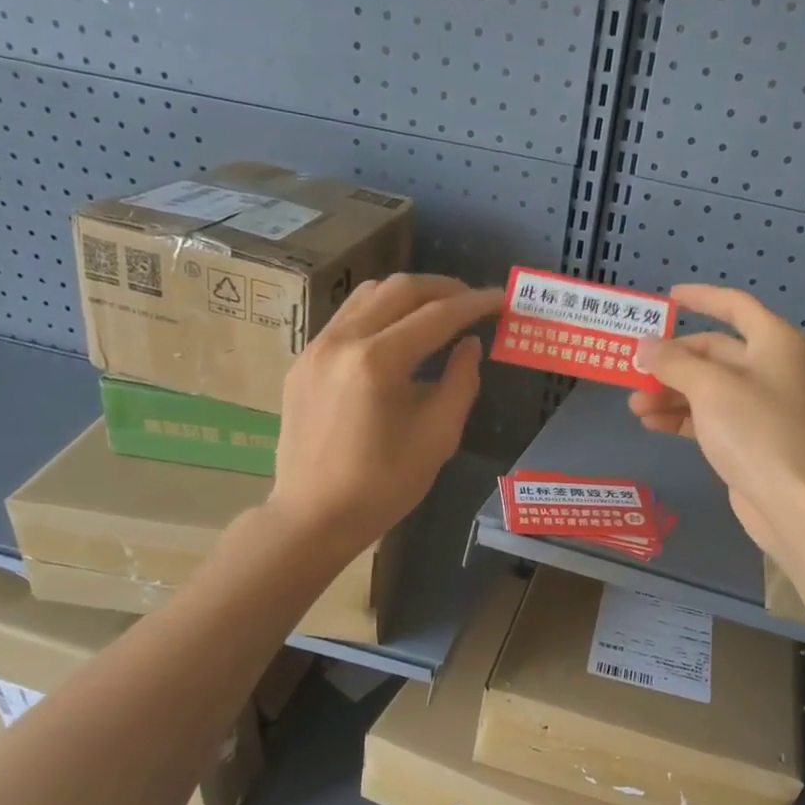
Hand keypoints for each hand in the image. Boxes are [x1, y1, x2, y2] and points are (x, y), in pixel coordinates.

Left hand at [265, 274, 501, 548]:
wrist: (312, 517)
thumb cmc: (382, 486)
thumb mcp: (437, 438)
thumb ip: (461, 383)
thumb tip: (470, 344)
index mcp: (377, 361)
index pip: (437, 316)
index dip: (474, 304)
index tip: (501, 299)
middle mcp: (342, 341)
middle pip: (399, 289)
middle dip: (443, 288)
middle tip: (473, 300)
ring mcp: (316, 347)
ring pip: (368, 295)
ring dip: (409, 295)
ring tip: (439, 309)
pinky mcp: (303, 361)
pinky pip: (347, 318)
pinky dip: (380, 313)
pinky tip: (398, 334)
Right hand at [631, 285, 804, 557]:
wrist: (792, 500)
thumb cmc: (755, 430)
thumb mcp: (709, 387)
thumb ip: (672, 363)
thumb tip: (644, 346)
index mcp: (773, 342)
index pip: (734, 306)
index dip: (701, 298)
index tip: (668, 299)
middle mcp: (770, 368)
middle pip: (714, 352)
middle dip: (672, 360)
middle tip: (633, 368)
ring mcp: (760, 406)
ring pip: (707, 387)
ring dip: (670, 392)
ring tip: (633, 405)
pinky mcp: (748, 438)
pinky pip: (708, 416)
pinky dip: (681, 417)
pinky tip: (651, 424)